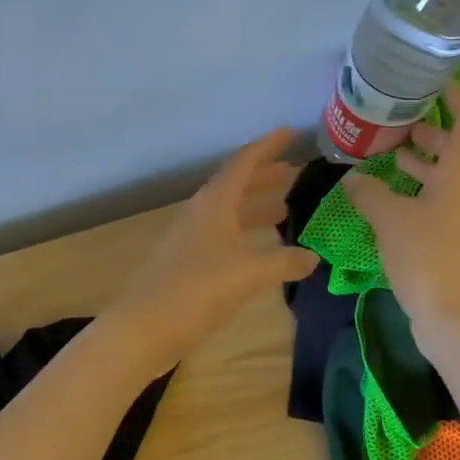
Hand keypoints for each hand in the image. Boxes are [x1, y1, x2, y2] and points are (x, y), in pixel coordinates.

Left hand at [109, 129, 320, 367]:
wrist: (146, 326)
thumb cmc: (198, 289)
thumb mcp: (249, 272)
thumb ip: (284, 261)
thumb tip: (313, 257)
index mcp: (214, 203)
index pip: (243, 163)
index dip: (267, 146)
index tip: (290, 133)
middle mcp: (201, 214)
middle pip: (235, 185)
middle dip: (264, 177)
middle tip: (294, 174)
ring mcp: (191, 239)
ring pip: (228, 213)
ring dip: (255, 207)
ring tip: (284, 210)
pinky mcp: (187, 263)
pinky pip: (222, 237)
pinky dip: (244, 235)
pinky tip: (260, 251)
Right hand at [345, 82, 459, 338]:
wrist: (455, 315)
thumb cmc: (427, 255)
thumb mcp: (389, 218)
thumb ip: (369, 193)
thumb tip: (352, 179)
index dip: (456, 97)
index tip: (433, 84)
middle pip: (455, 148)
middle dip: (428, 132)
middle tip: (395, 122)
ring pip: (445, 176)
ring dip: (420, 163)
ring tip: (387, 155)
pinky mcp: (455, 238)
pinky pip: (438, 200)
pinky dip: (417, 190)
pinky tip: (388, 197)